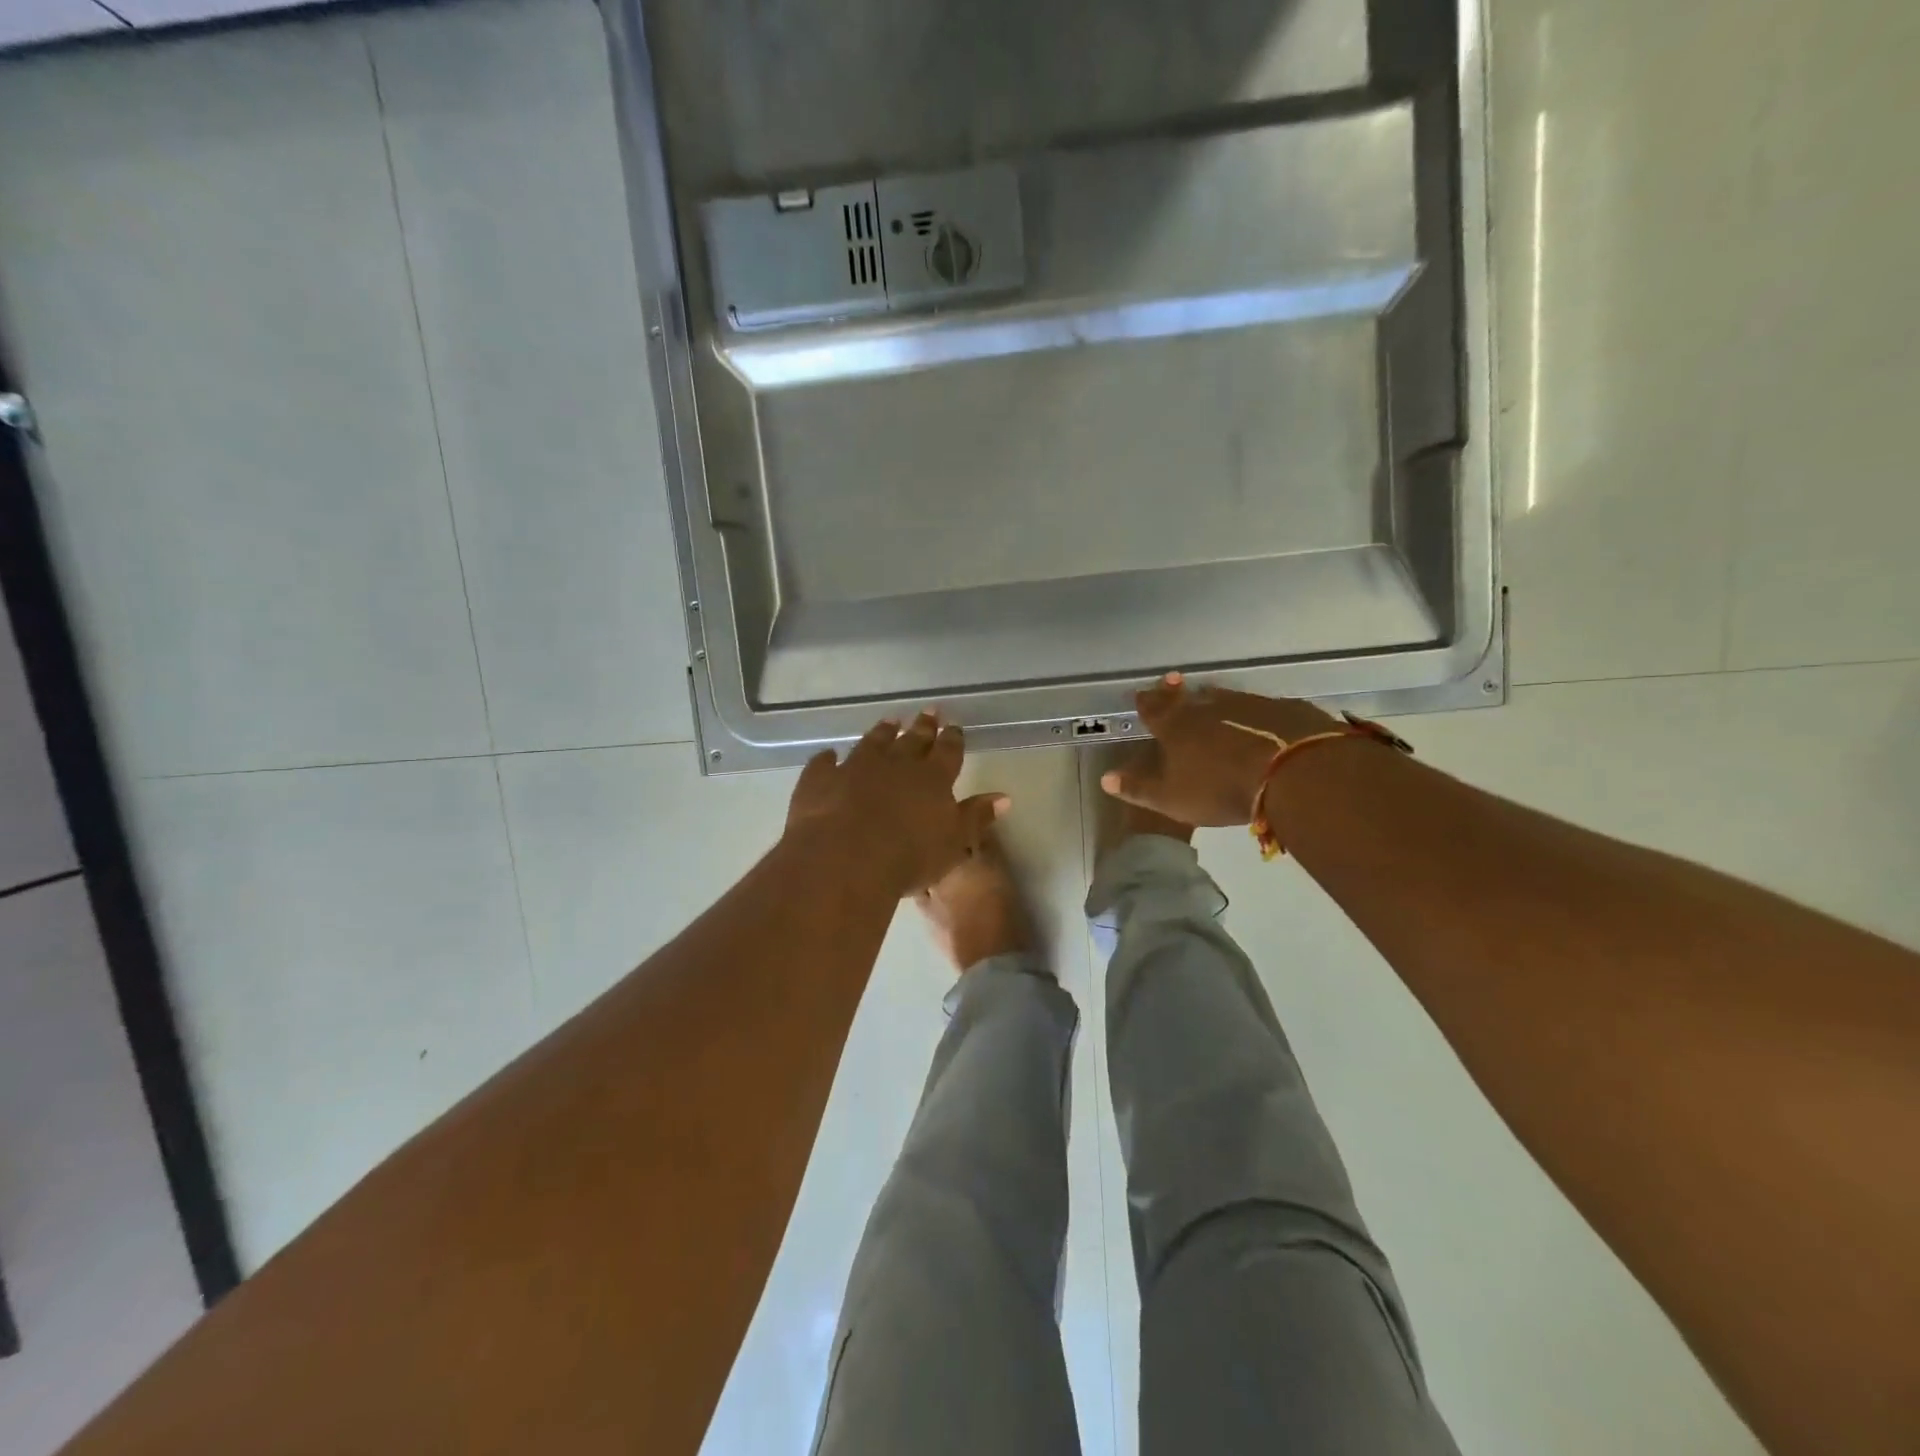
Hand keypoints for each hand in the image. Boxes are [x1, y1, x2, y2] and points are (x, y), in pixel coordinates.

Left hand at [786, 712, 1009, 895]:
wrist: (844, 859)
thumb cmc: (909, 856)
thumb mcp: (954, 842)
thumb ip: (976, 817)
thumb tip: (1003, 798)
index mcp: (932, 778)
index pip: (948, 752)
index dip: (952, 739)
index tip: (954, 726)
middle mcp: (896, 764)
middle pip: (912, 740)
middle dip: (922, 727)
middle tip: (928, 712)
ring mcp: (855, 767)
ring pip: (873, 743)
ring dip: (882, 732)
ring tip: (890, 722)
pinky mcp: (821, 780)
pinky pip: (825, 763)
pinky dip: (828, 759)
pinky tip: (829, 756)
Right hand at [1100, 674, 1339, 826]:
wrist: (1291, 772)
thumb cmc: (1221, 789)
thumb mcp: (1172, 798)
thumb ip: (1139, 788)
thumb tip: (1105, 778)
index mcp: (1176, 727)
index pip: (1154, 710)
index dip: (1147, 702)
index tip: (1142, 693)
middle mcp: (1207, 708)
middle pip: (1187, 697)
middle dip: (1176, 692)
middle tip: (1172, 681)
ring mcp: (1247, 704)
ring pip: (1223, 696)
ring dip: (1213, 697)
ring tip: (1209, 694)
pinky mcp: (1281, 709)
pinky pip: (1259, 706)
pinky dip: (1251, 710)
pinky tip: (1258, 716)